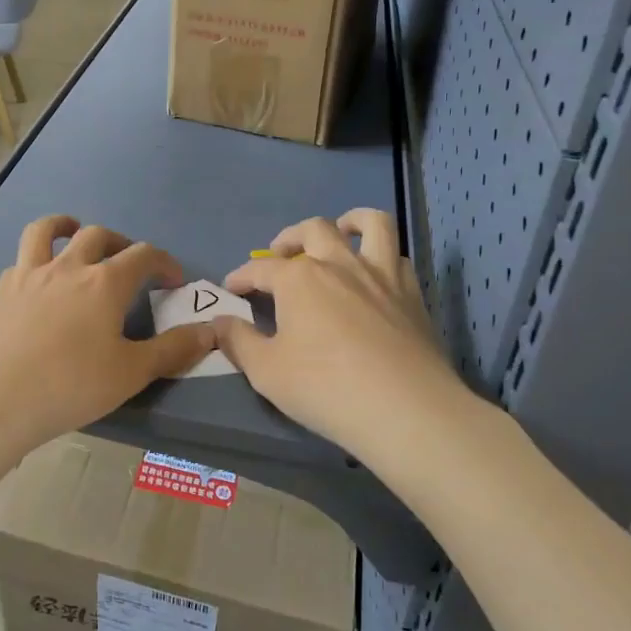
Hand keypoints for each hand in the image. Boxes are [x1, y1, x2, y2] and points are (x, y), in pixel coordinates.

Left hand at [0, 215, 217, 454]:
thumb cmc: (70, 385)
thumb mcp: (130, 373)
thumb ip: (172, 350)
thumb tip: (210, 331)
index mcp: (105, 283)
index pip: (143, 255)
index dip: (163, 262)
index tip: (173, 280)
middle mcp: (68, 267)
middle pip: (98, 235)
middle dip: (119, 243)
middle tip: (127, 263)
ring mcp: (30, 275)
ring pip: (47, 231)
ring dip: (65, 225)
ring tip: (74, 232)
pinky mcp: (1, 291)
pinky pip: (21, 259)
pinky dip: (35, 259)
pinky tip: (37, 279)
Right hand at [216, 209, 468, 458]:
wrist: (405, 408)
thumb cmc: (326, 388)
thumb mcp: (266, 372)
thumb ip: (238, 342)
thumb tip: (218, 323)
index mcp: (299, 278)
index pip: (260, 269)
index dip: (242, 277)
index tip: (231, 288)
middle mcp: (338, 263)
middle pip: (312, 230)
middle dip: (290, 238)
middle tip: (280, 255)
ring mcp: (380, 274)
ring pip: (370, 224)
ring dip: (350, 222)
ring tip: (339, 233)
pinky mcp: (412, 293)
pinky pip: (397, 256)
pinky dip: (382, 255)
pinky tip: (374, 273)